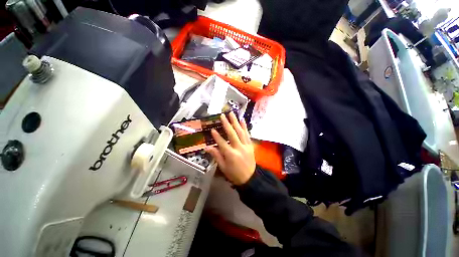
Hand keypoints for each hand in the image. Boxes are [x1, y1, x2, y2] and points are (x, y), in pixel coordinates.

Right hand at [205, 112, 255, 184]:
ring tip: (232, 114)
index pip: (222, 143)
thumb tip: (207, 147)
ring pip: (240, 132)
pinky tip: (242, 120)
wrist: (250, 178)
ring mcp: (246, 146)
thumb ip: (216, 156)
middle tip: (223, 115)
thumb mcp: (223, 167)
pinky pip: (247, 134)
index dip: (216, 136)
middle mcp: (239, 148)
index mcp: (231, 155)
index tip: (212, 129)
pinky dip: (245, 127)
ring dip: (236, 122)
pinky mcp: (250, 145)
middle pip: (232, 134)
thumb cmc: (234, 174)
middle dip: (227, 124)